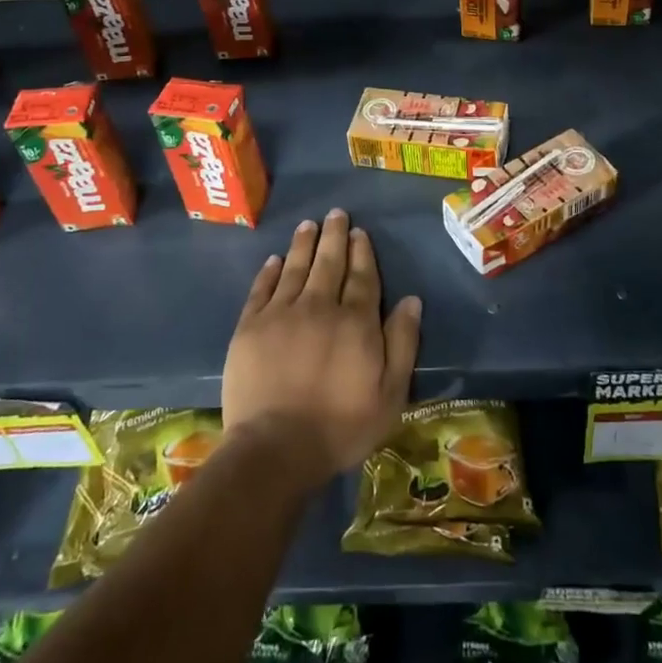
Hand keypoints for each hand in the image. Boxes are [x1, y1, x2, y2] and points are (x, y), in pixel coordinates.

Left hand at [221, 208, 421, 487]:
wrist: (275, 448)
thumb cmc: (341, 426)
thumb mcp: (390, 393)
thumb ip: (402, 343)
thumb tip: (411, 300)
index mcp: (356, 322)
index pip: (362, 277)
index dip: (362, 252)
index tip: (359, 232)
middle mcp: (320, 307)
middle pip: (329, 263)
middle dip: (334, 236)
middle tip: (336, 214)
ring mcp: (281, 314)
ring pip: (295, 268)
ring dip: (304, 244)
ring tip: (308, 225)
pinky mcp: (250, 327)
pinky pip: (262, 289)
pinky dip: (270, 272)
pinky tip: (275, 260)